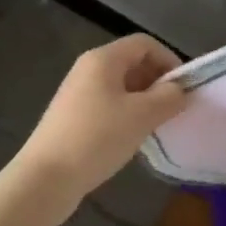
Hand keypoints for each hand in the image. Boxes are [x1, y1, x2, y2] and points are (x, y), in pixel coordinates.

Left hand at [17, 34, 185, 207]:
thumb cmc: (96, 138)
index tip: (183, 87)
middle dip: (156, 81)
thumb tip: (181, 91)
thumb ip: (169, 98)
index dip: (168, 60)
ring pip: (120, 86)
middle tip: (172, 107)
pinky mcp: (70, 117)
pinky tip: (130, 138)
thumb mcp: (142, 116)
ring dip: (142, 100)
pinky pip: (107, 104)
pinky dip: (124, 114)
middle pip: (132, 62)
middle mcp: (88, 68)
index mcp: (103, 59)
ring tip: (154, 124)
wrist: (43, 182)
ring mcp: (76, 93)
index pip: (145, 44)